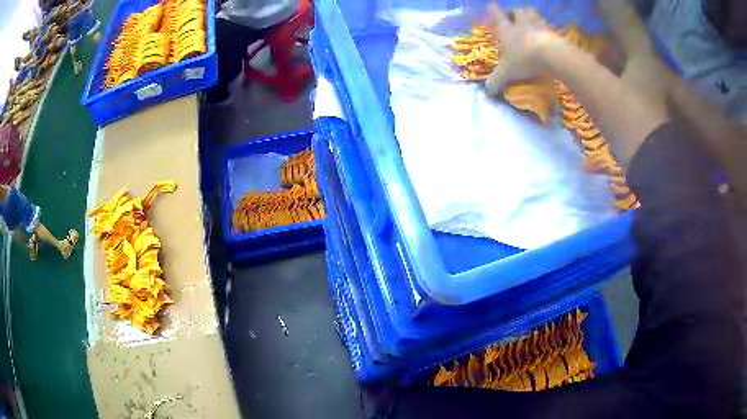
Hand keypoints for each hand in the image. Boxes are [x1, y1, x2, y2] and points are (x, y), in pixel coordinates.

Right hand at [485, 5, 561, 94]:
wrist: (552, 55)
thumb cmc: (525, 59)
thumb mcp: (507, 72)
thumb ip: (497, 80)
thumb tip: (487, 91)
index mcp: (507, 29)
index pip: (497, 14)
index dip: (493, 10)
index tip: (491, 5)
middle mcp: (521, 23)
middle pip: (516, 11)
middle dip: (513, 12)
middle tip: (512, 16)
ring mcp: (538, 25)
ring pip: (532, 14)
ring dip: (530, 15)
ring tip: (529, 20)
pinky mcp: (552, 32)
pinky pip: (547, 26)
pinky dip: (545, 28)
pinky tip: (545, 33)